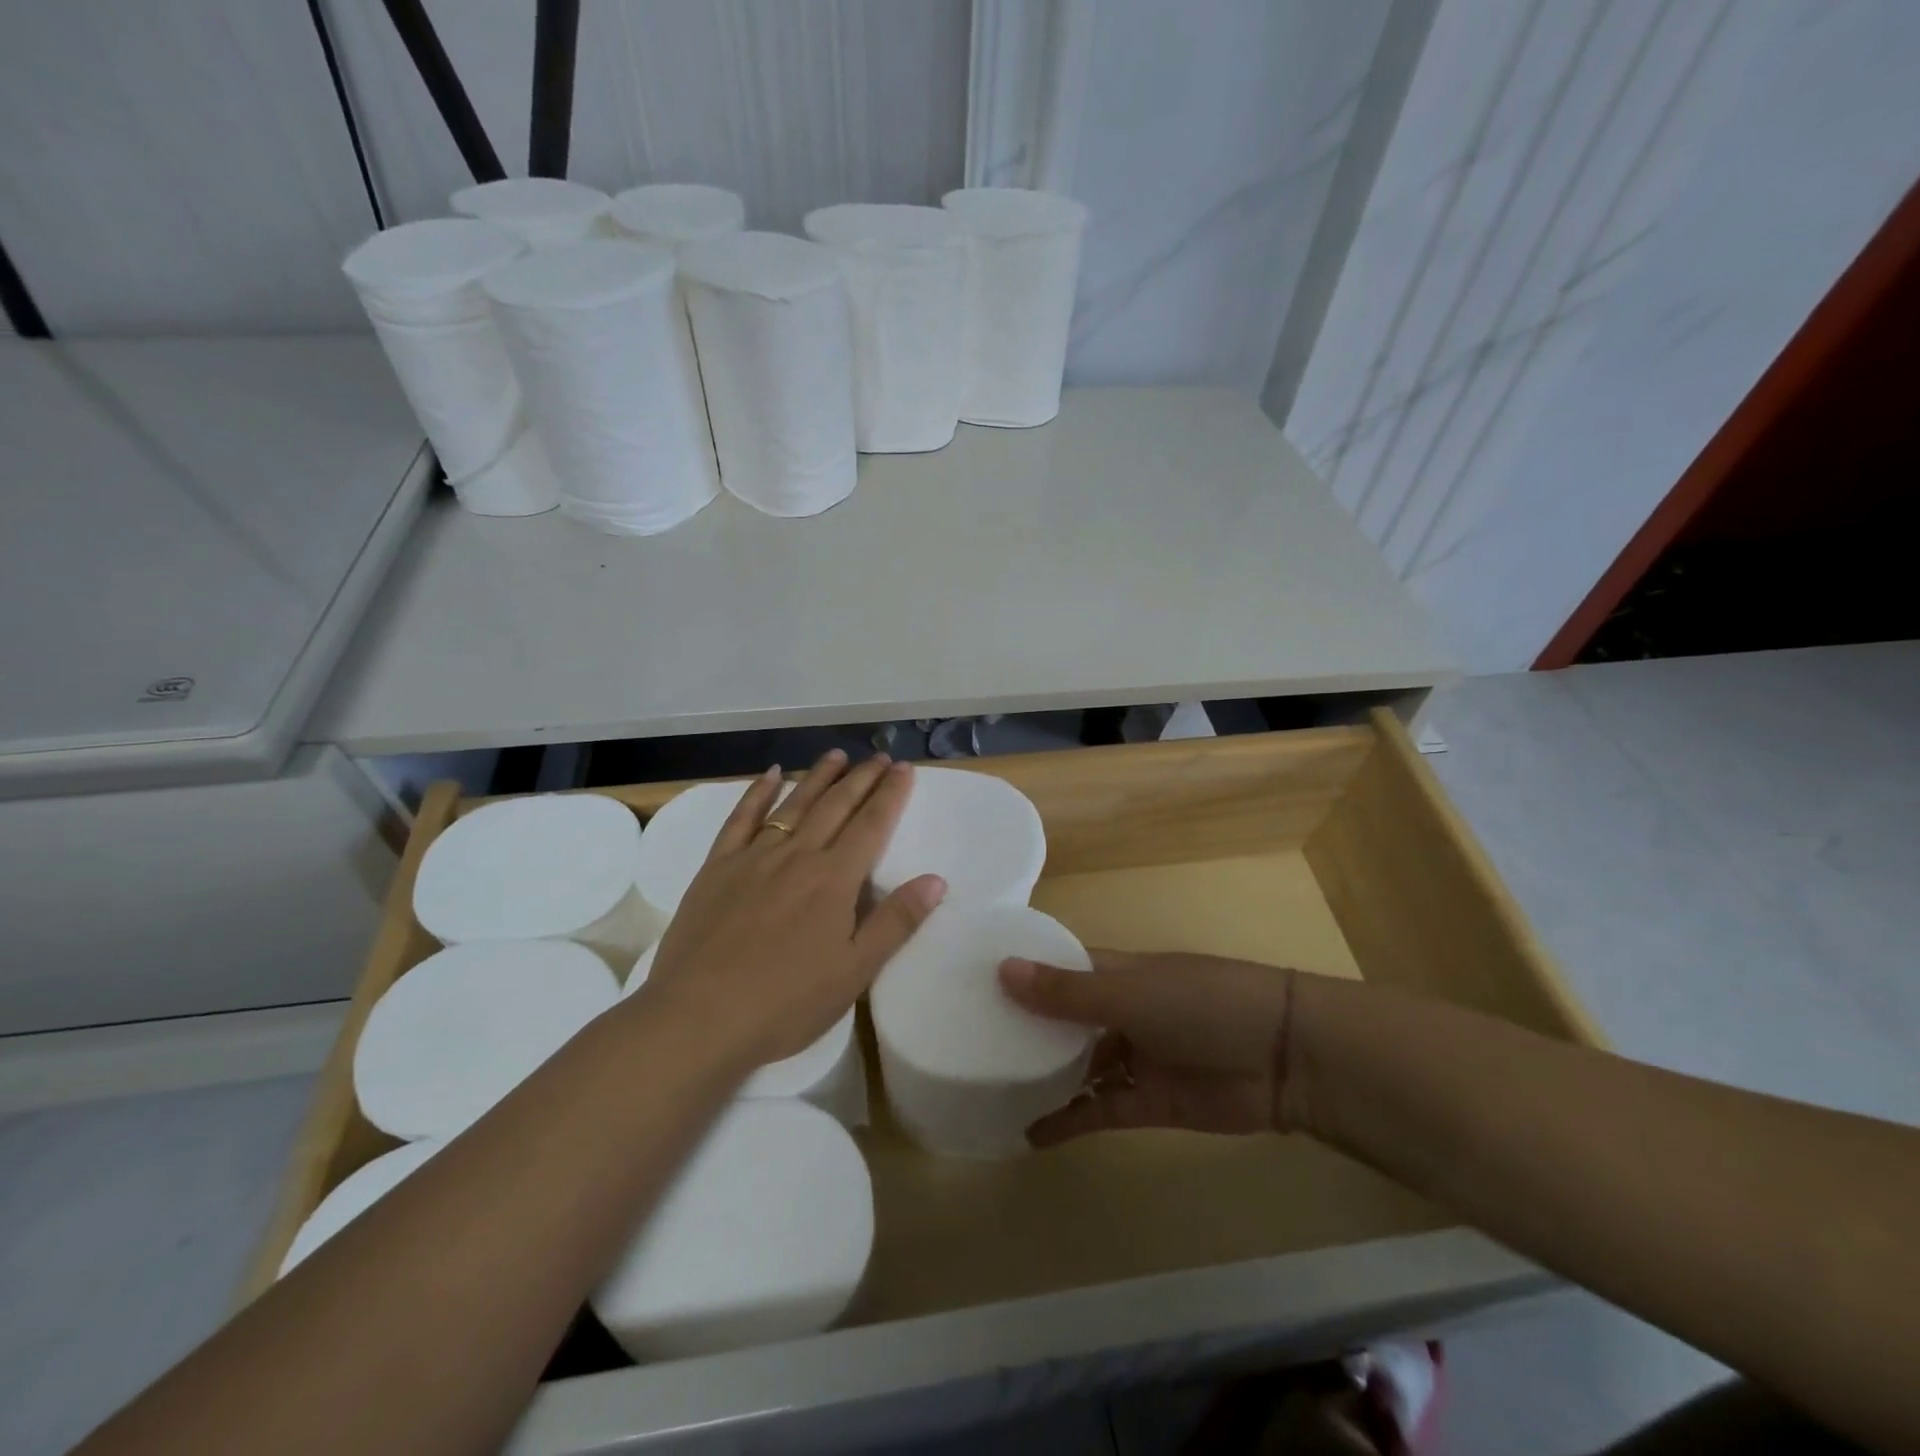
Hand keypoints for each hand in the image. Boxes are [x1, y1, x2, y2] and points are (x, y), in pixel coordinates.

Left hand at [637, 750, 945, 1072]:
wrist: (700, 1016)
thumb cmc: (786, 1002)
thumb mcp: (855, 971)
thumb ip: (896, 922)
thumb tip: (936, 879)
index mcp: (835, 879)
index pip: (871, 825)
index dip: (890, 794)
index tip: (904, 769)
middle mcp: (798, 855)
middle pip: (836, 805)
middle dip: (861, 778)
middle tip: (879, 757)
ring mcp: (754, 857)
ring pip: (794, 804)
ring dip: (818, 776)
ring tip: (837, 755)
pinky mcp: (718, 867)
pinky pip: (741, 818)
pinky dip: (758, 792)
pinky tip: (771, 774)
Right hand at [998, 950, 1304, 1142]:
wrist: (1283, 1058)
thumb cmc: (1201, 1004)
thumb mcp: (1130, 993)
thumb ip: (1067, 993)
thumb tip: (1002, 969)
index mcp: (1116, 972)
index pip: (1058, 968)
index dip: (1021, 974)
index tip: (969, 982)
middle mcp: (1119, 1010)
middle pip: (1062, 1020)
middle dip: (1024, 1030)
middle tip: (966, 1044)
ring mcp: (1133, 1057)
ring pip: (1077, 1066)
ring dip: (1042, 1077)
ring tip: (989, 1089)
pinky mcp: (1147, 1103)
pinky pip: (1098, 1109)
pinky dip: (1068, 1119)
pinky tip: (1030, 1131)